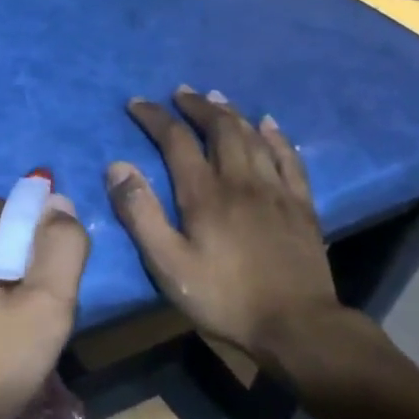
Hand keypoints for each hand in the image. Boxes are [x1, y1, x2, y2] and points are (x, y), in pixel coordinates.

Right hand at [107, 87, 342, 370]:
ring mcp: (276, 191)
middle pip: (220, 129)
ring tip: (216, 98)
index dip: (155, 118)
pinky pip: (289, 159)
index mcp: (205, 194)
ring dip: (232, 113)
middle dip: (197, 107)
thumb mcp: (167, 263)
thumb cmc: (223, 297)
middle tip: (180, 93)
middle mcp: (242, 181)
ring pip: (254, 137)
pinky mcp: (301, 206)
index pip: (176, 141)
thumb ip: (140, 214)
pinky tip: (269, 125)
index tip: (136, 103)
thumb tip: (118, 166)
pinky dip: (276, 137)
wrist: (296, 325)